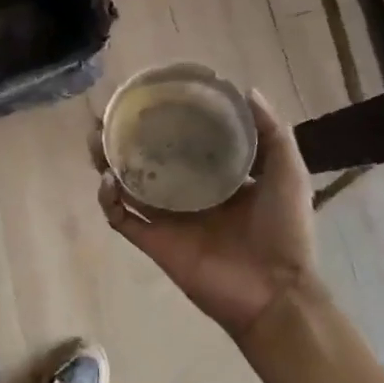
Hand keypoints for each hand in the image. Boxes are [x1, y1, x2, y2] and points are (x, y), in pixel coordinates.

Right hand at [95, 90, 320, 341]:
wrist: (277, 293)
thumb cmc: (285, 230)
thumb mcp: (287, 172)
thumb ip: (272, 132)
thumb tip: (247, 89)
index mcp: (216, 178)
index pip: (184, 143)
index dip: (166, 121)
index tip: (152, 97)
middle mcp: (188, 194)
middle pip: (147, 160)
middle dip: (126, 138)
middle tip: (109, 115)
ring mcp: (169, 219)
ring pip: (127, 186)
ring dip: (108, 162)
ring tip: (96, 137)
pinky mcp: (156, 242)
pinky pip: (122, 220)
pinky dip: (109, 201)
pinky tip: (107, 179)